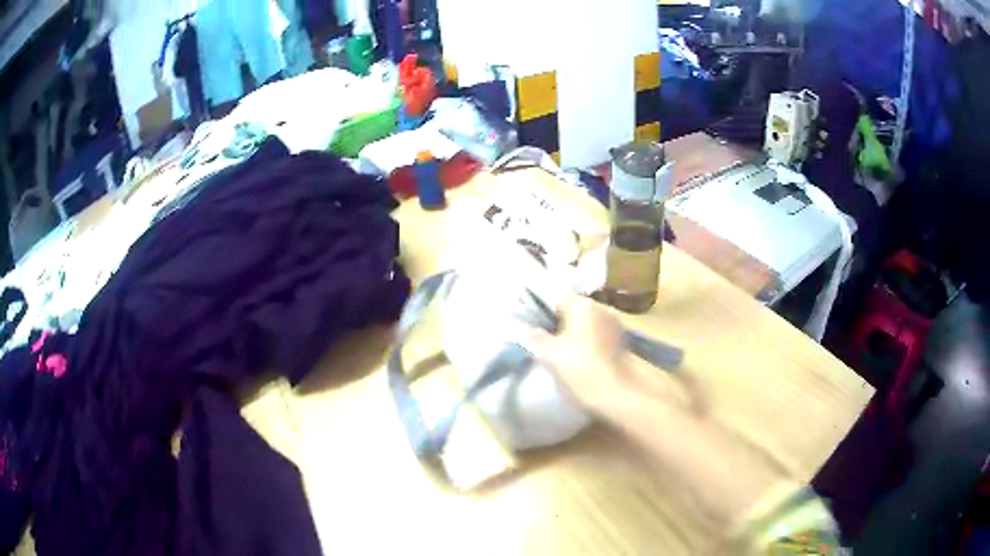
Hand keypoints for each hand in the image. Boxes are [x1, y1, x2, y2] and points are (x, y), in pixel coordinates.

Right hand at [533, 296, 633, 410]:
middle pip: (576, 311)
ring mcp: (615, 324)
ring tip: (566, 353)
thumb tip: (531, 331)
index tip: (539, 332)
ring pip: (590, 325)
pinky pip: (600, 337)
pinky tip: (583, 360)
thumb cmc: (579, 366)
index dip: (546, 315)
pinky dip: (591, 344)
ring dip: (579, 335)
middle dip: (564, 324)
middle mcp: (602, 307)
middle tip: (550, 343)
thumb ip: (538, 338)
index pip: (559, 301)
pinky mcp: (623, 342)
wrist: (614, 392)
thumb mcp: (550, 353)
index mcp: (583, 304)